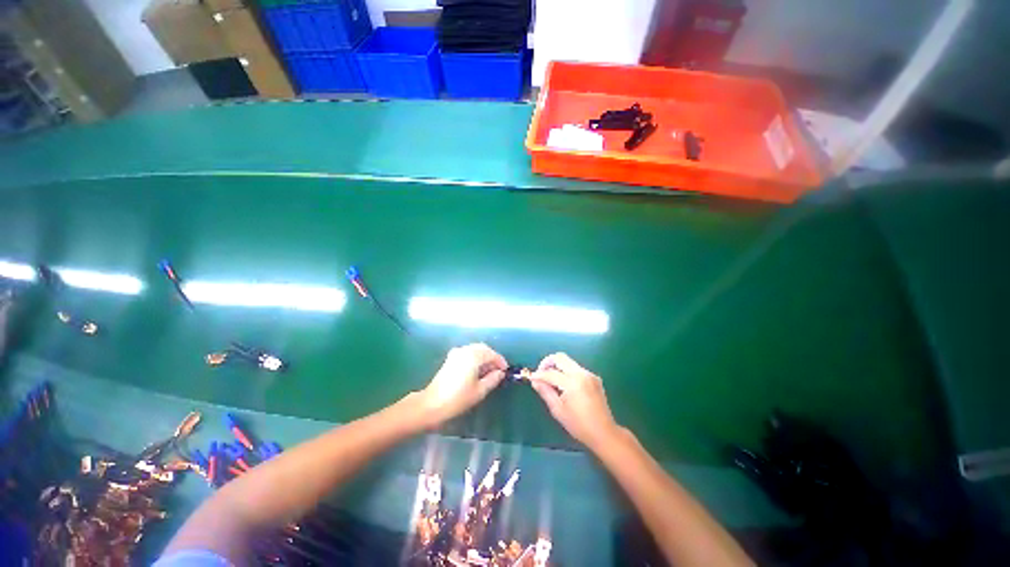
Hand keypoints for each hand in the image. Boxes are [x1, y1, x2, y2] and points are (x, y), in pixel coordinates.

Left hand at [419, 343, 507, 426]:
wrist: (431, 404)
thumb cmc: (458, 399)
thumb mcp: (479, 391)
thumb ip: (492, 379)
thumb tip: (500, 373)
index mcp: (473, 356)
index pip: (491, 354)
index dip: (500, 361)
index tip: (505, 370)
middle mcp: (465, 350)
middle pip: (483, 348)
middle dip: (492, 357)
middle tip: (498, 370)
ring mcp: (456, 353)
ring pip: (475, 349)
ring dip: (484, 357)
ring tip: (489, 371)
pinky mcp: (450, 358)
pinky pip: (467, 353)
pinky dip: (475, 358)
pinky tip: (477, 370)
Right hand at [529, 353, 619, 449]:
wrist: (604, 433)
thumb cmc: (579, 425)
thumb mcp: (558, 410)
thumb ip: (545, 392)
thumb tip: (535, 380)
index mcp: (572, 383)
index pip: (551, 373)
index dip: (539, 374)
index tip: (531, 377)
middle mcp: (582, 374)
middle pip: (560, 357)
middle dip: (548, 362)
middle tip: (540, 373)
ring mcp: (589, 374)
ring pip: (568, 362)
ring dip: (557, 367)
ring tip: (551, 381)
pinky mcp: (594, 377)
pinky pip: (576, 369)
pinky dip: (567, 372)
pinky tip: (565, 385)